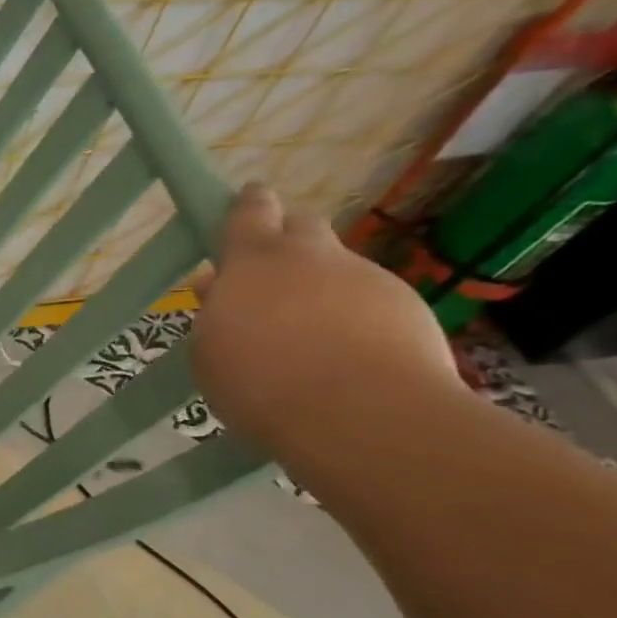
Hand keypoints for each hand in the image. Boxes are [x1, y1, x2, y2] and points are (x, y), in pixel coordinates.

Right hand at [191, 185, 463, 461]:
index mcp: (254, 261)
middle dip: (287, 240)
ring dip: (320, 288)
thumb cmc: (259, 382)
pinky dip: (354, 319)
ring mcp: (365, 278)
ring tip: (307, 335)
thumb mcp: (209, 353)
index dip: (248, 207)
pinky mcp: (406, 307)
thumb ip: (214, 314)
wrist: (361, 414)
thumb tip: (218, 290)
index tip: (246, 203)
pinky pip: (369, 302)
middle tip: (271, 276)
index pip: (250, 212)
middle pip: (303, 226)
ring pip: (337, 268)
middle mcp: (312, 257)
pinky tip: (344, 357)